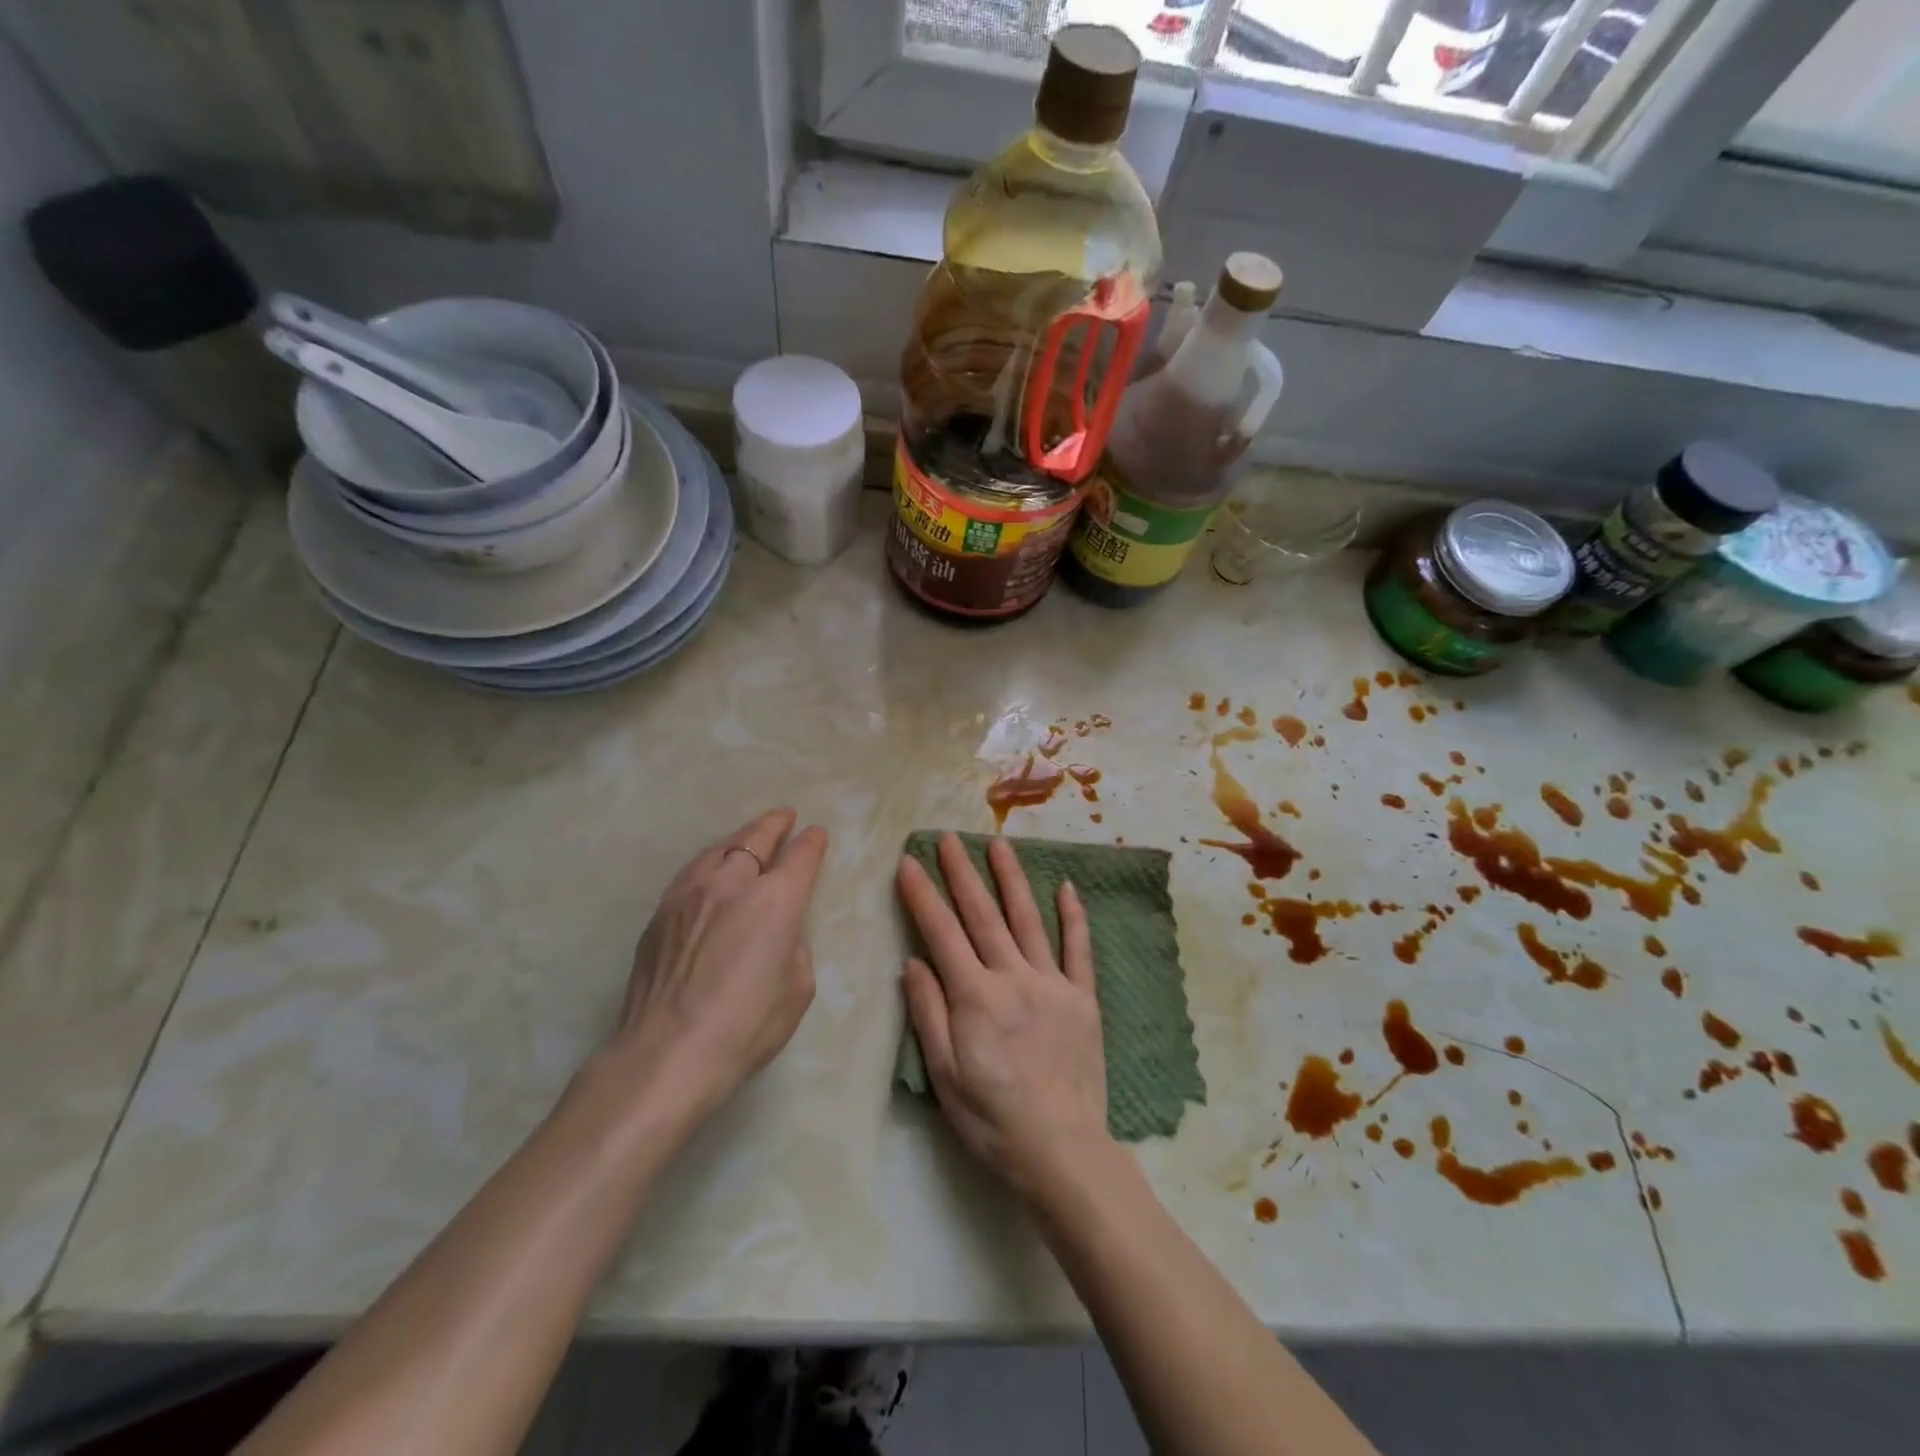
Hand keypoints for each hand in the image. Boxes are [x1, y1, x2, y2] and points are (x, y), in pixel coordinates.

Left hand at [612, 808, 828, 1118]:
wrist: (667, 1053)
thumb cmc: (746, 1026)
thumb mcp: (797, 987)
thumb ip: (793, 945)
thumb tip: (778, 932)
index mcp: (776, 900)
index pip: (801, 856)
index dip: (812, 842)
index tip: (816, 835)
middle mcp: (733, 883)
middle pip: (756, 839)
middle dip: (775, 825)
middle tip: (785, 816)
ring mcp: (690, 893)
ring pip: (719, 849)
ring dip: (740, 839)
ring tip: (749, 838)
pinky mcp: (661, 913)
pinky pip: (692, 872)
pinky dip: (711, 862)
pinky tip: (711, 871)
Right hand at [898, 834, 1112, 1199]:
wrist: (1062, 1150)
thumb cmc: (992, 1119)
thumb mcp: (944, 1075)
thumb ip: (929, 1012)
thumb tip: (914, 961)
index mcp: (975, 996)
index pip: (942, 933)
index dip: (923, 896)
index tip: (909, 863)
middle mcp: (1013, 977)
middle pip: (983, 915)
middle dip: (962, 873)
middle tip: (948, 837)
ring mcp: (1052, 983)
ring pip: (1028, 919)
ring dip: (1011, 879)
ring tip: (998, 844)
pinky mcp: (1082, 998)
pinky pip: (1078, 949)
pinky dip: (1073, 916)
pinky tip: (1067, 887)